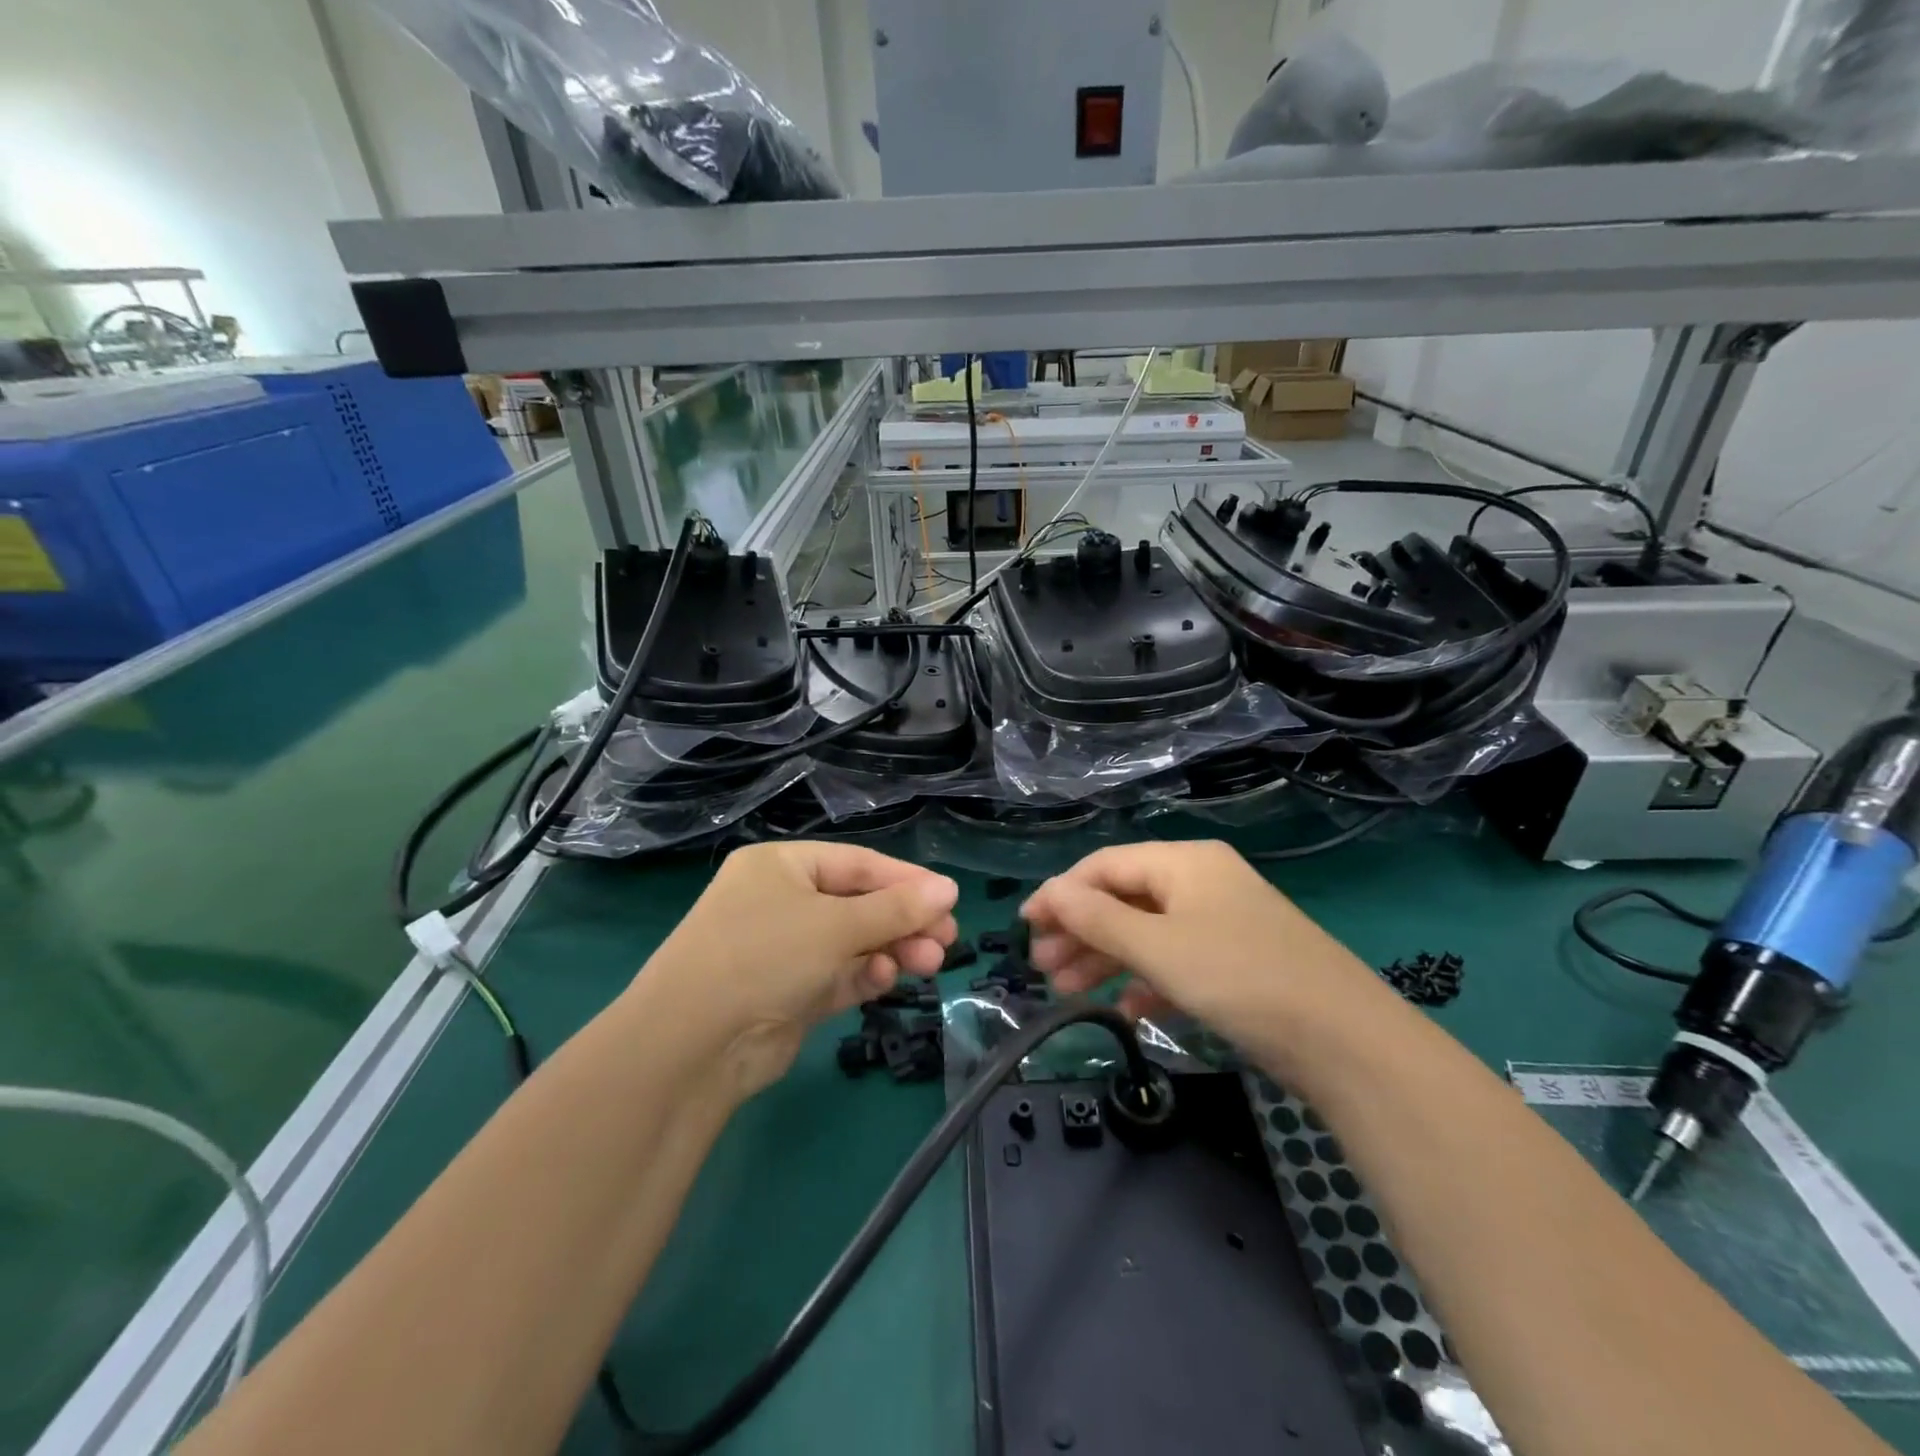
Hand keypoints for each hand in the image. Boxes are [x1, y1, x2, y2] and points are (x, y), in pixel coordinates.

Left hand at [640, 841, 958, 1100]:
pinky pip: (838, 974)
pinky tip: (887, 978)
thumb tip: (950, 888)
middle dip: (903, 920)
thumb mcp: (836, 925)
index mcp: (782, 866)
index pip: (857, 864)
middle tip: (948, 937)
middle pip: (858, 903)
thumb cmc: (765, 956)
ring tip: (931, 961)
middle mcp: (781, 901)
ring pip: (852, 941)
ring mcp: (784, 948)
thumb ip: (896, 908)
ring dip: (891, 948)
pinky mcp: (790, 991)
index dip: (905, 879)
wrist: (693, 1045)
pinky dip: (864, 974)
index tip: (948, 897)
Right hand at [1021, 841, 1371, 1056]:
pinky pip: (1177, 962)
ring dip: (1106, 960)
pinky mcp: (1237, 962)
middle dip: (1080, 932)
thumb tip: (1049, 894)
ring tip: (1068, 993)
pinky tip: (1128, 1012)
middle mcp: (1202, 882)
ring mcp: (1222, 922)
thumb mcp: (1159, 947)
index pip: (1105, 865)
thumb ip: (1097, 919)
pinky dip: (1148, 983)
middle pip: (1124, 898)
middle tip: (1043, 968)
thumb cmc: (1239, 977)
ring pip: (1147, 933)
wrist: (1346, 1042)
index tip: (1025, 927)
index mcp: (1184, 862)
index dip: (1061, 893)